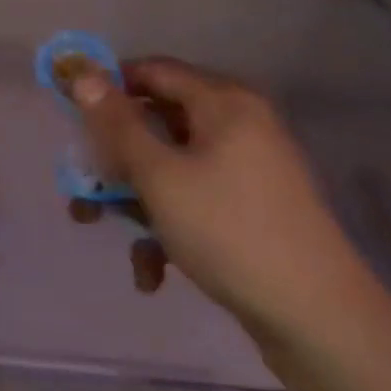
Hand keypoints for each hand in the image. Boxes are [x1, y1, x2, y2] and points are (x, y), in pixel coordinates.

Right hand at [73, 58, 384, 342]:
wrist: (318, 320)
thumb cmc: (229, 230)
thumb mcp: (159, 175)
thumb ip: (117, 123)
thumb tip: (83, 74)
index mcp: (223, 102)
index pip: (152, 70)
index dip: (108, 87)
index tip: (71, 116)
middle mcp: (239, 125)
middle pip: (159, 122)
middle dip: (114, 156)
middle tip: (80, 183)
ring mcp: (249, 169)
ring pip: (172, 166)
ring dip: (134, 197)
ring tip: (100, 230)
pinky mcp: (251, 209)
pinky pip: (196, 199)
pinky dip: (168, 226)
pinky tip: (152, 272)